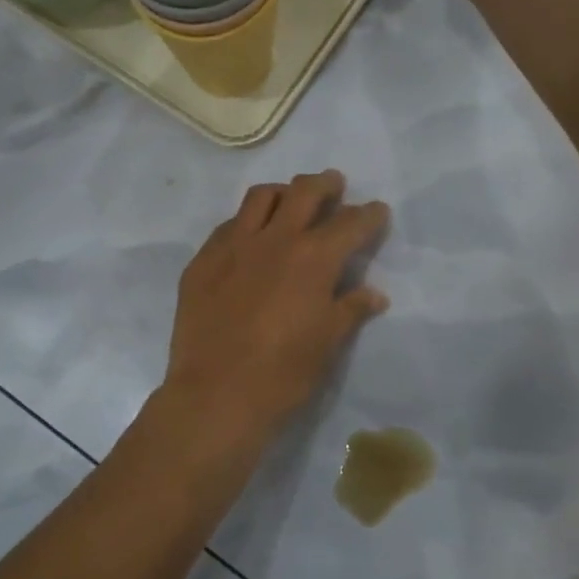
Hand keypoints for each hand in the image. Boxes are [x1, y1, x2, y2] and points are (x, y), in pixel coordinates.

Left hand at [160, 171, 389, 448]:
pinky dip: (245, 222)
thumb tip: (374, 293)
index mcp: (313, 258)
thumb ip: (350, 309)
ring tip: (289, 200)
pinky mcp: (202, 261)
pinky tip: (248, 237)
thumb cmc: (283, 374)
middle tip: (333, 185)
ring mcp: (232, 246)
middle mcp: (274, 240)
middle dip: (324, 184)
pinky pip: (227, 226)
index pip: (350, 223)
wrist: (216, 394)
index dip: (369, 215)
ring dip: (282, 192)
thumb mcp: (327, 343)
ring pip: (260, 198)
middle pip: (304, 192)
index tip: (377, 211)